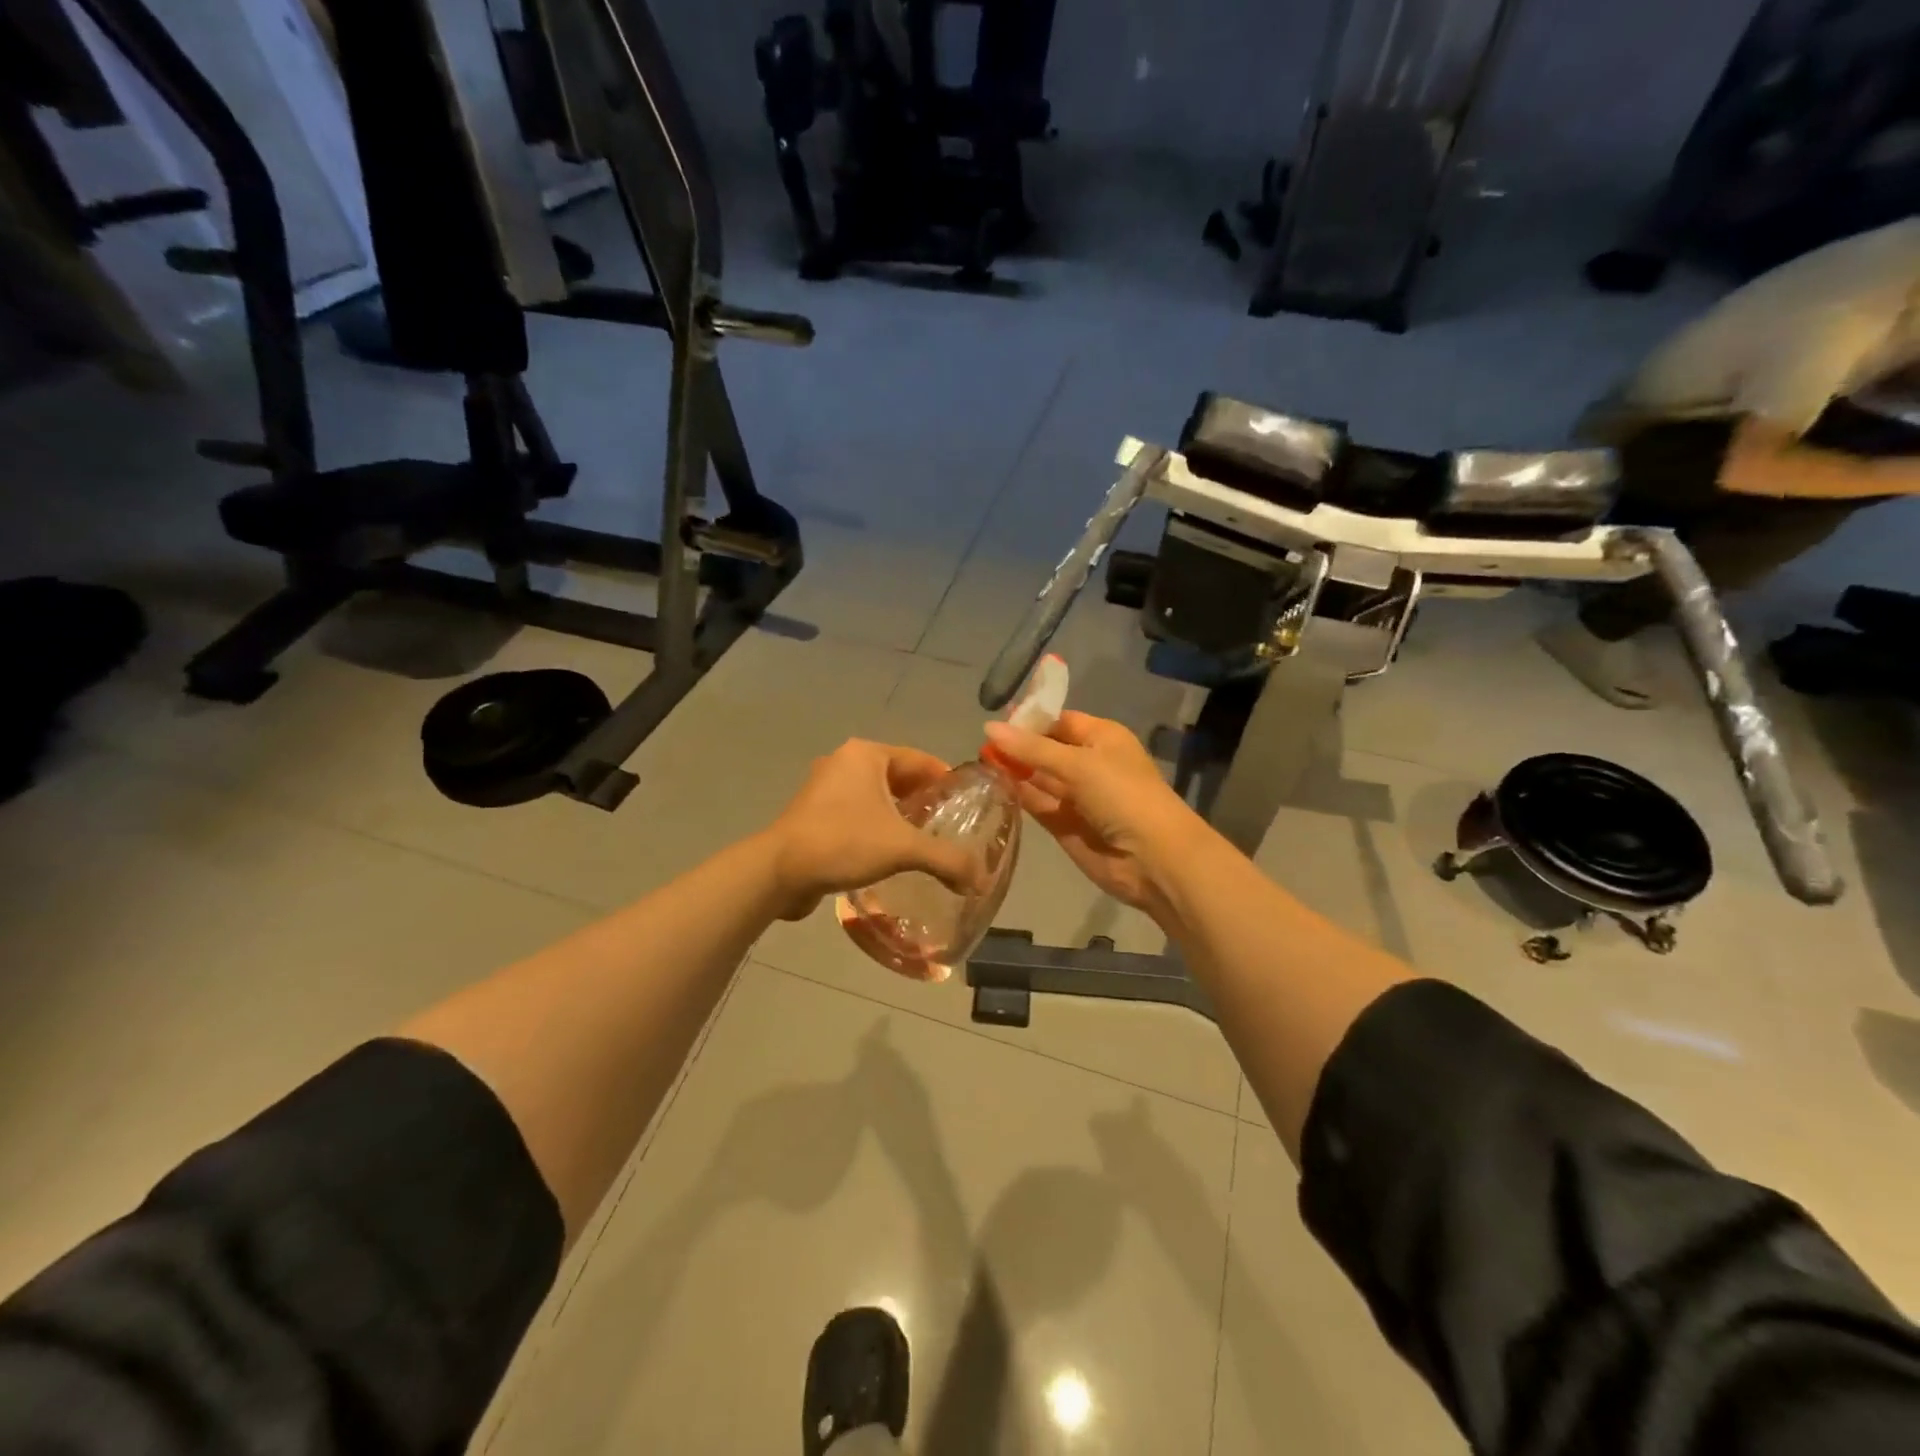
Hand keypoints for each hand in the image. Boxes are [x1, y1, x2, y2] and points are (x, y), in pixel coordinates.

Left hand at [763, 740, 981, 920]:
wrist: (778, 872)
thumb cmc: (843, 842)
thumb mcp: (903, 847)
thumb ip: (946, 859)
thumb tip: (981, 880)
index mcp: (866, 755)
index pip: (920, 759)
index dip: (946, 780)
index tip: (968, 804)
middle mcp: (845, 762)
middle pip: (899, 777)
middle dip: (924, 800)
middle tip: (951, 826)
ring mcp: (825, 788)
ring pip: (876, 797)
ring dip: (900, 816)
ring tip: (926, 842)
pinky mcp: (813, 813)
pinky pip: (857, 813)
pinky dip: (877, 827)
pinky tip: (892, 854)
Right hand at [981, 710, 1199, 916]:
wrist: (1153, 858)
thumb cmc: (1123, 796)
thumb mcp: (1079, 764)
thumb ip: (1032, 749)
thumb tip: (988, 728)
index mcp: (1101, 738)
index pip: (1059, 720)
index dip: (1029, 719)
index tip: (994, 720)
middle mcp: (1088, 763)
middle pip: (1045, 748)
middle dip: (1016, 745)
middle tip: (977, 744)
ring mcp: (1076, 796)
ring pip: (1037, 777)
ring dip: (1012, 770)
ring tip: (976, 763)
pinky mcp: (1064, 824)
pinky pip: (1036, 803)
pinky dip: (1017, 795)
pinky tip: (990, 786)